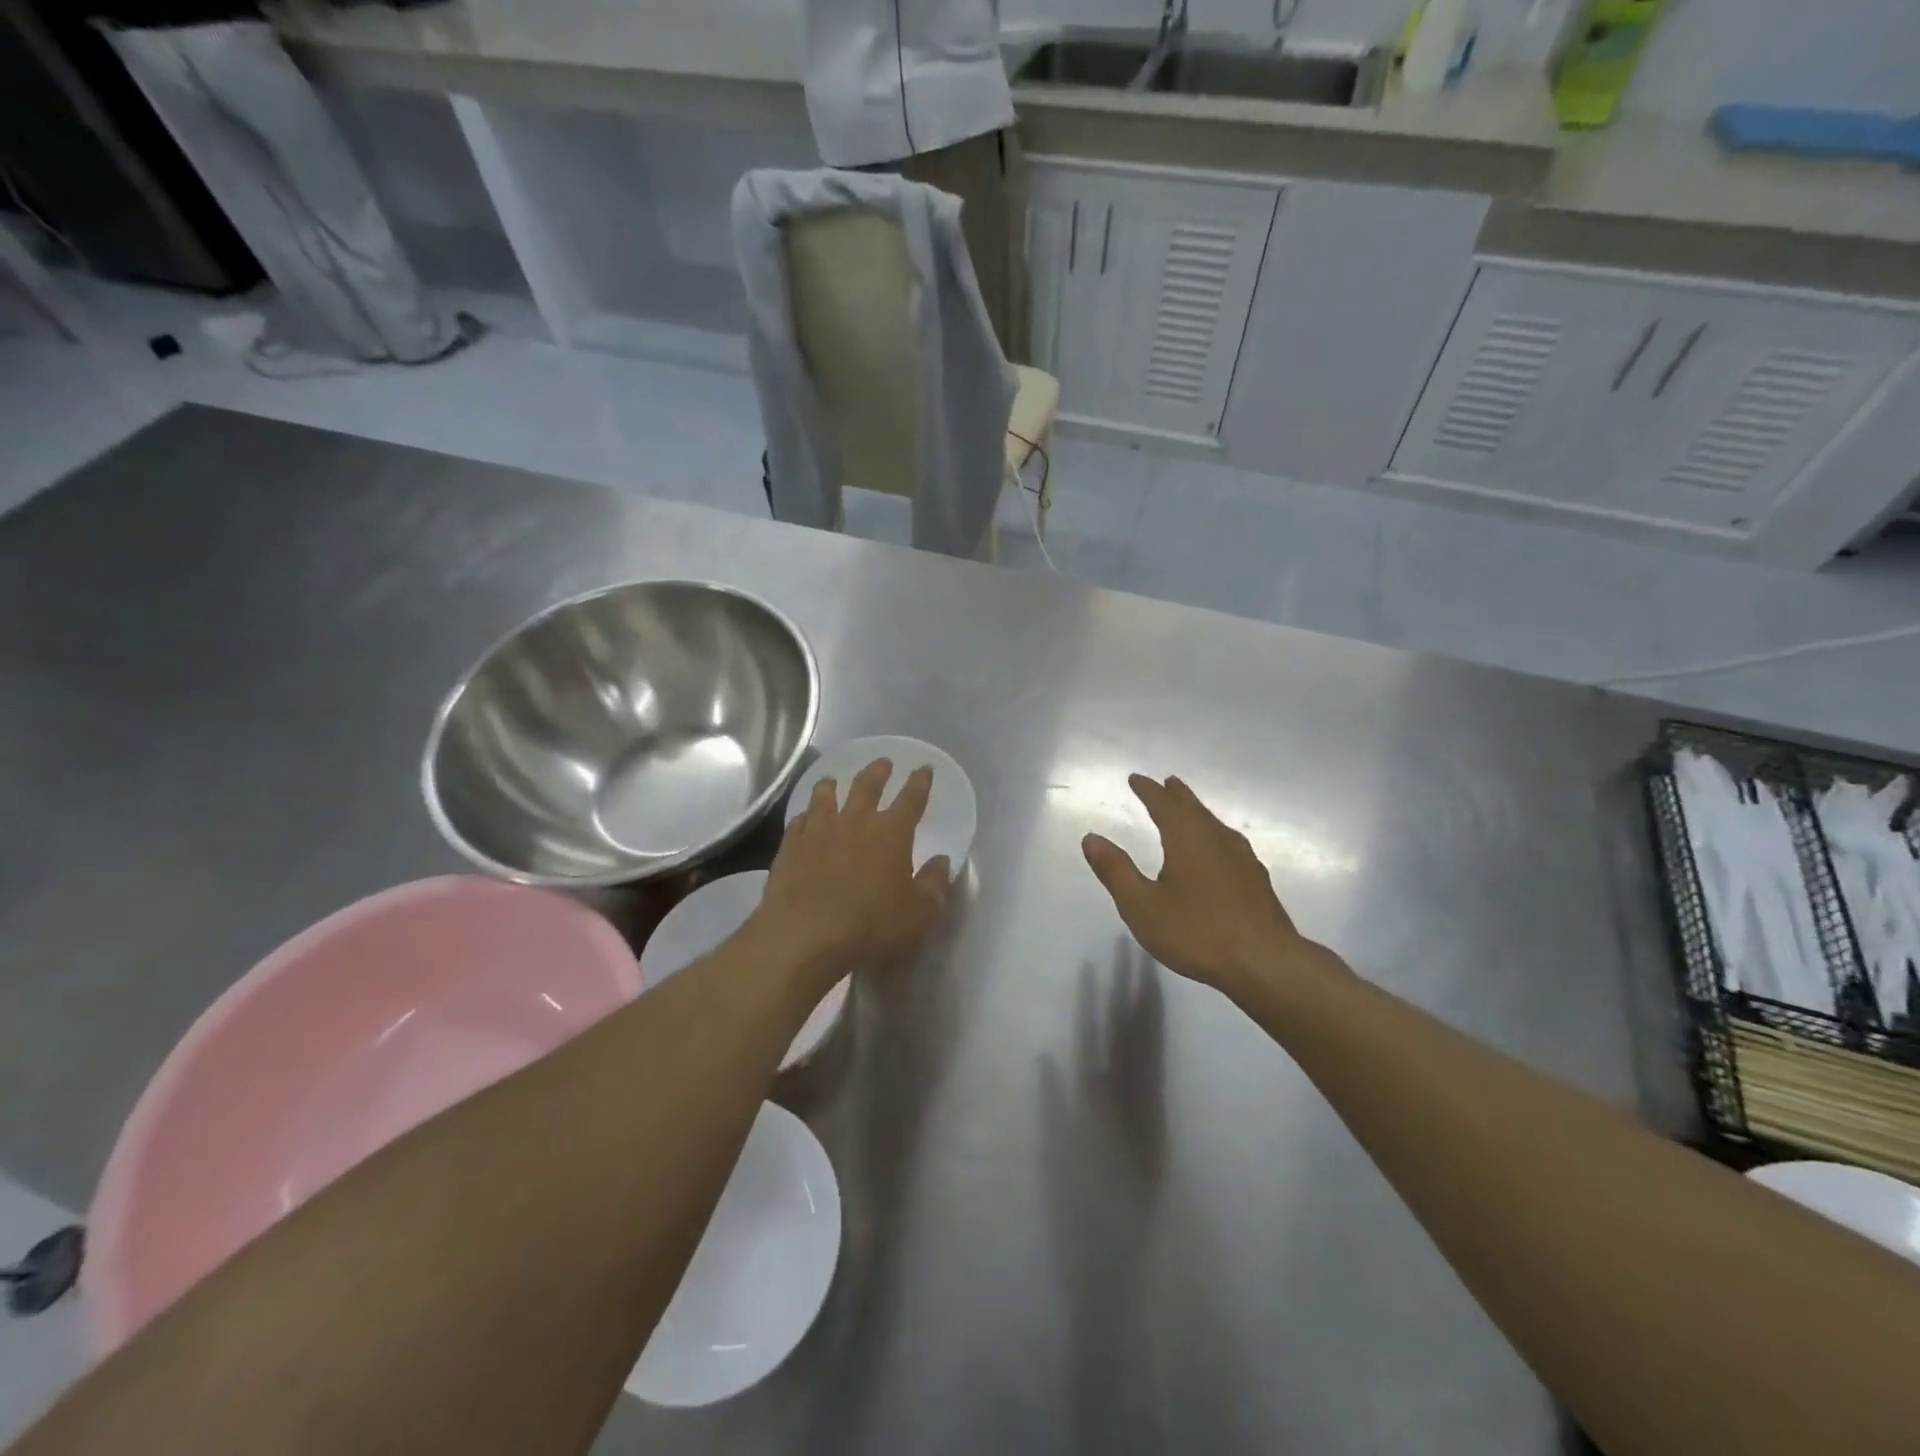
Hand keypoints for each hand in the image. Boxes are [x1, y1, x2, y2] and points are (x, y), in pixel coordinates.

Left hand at [753, 759, 951, 985]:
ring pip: (825, 797)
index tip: (924, 768)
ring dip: (831, 785)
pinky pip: (798, 822)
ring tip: (832, 779)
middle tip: (883, 762)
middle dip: (878, 772)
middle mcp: (855, 822)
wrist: (804, 936)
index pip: (911, 799)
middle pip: (867, 786)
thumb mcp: (918, 914)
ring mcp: (818, 832)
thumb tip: (942, 861)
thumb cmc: (870, 927)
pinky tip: (804, 818)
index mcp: (891, 833)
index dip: (920, 782)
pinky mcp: (790, 848)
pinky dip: (804, 816)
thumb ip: (934, 885)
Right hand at [1082, 774, 1335, 998]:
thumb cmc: (1197, 932)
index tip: (1135, 778)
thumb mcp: (1141, 906)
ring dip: (1198, 812)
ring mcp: (1242, 859)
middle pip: (1194, 808)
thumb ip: (1115, 871)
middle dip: (1177, 795)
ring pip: (1215, 825)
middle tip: (1167, 782)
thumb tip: (1091, 838)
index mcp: (1187, 838)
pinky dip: (1215, 835)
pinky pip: (1229, 844)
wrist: (1265, 963)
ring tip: (1189, 810)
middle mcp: (1217, 839)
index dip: (1148, 790)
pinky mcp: (1256, 881)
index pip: (1164, 804)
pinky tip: (1219, 852)